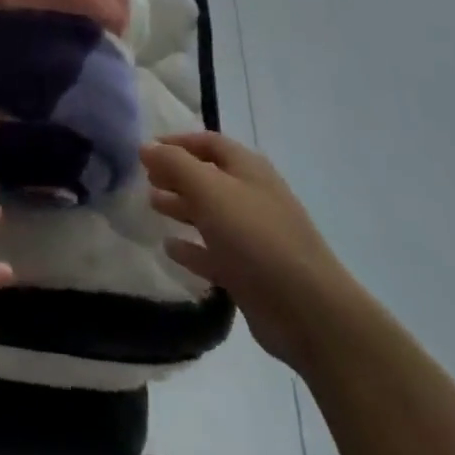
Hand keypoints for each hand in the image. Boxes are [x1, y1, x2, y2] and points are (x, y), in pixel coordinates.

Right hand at [143, 132, 363, 368]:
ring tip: (151, 205)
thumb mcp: (209, 190)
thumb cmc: (256, 237)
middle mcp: (251, 196)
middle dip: (176, 175)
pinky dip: (192, 248)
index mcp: (247, 169)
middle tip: (145, 179)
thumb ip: (174, 165)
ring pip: (210, 214)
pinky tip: (169, 248)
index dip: (176, 142)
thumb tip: (146, 146)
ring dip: (181, 207)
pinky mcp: (251, 273)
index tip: (146, 150)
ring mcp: (253, 236)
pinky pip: (214, 253)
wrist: (310, 312)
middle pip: (208, 177)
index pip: (207, 142)